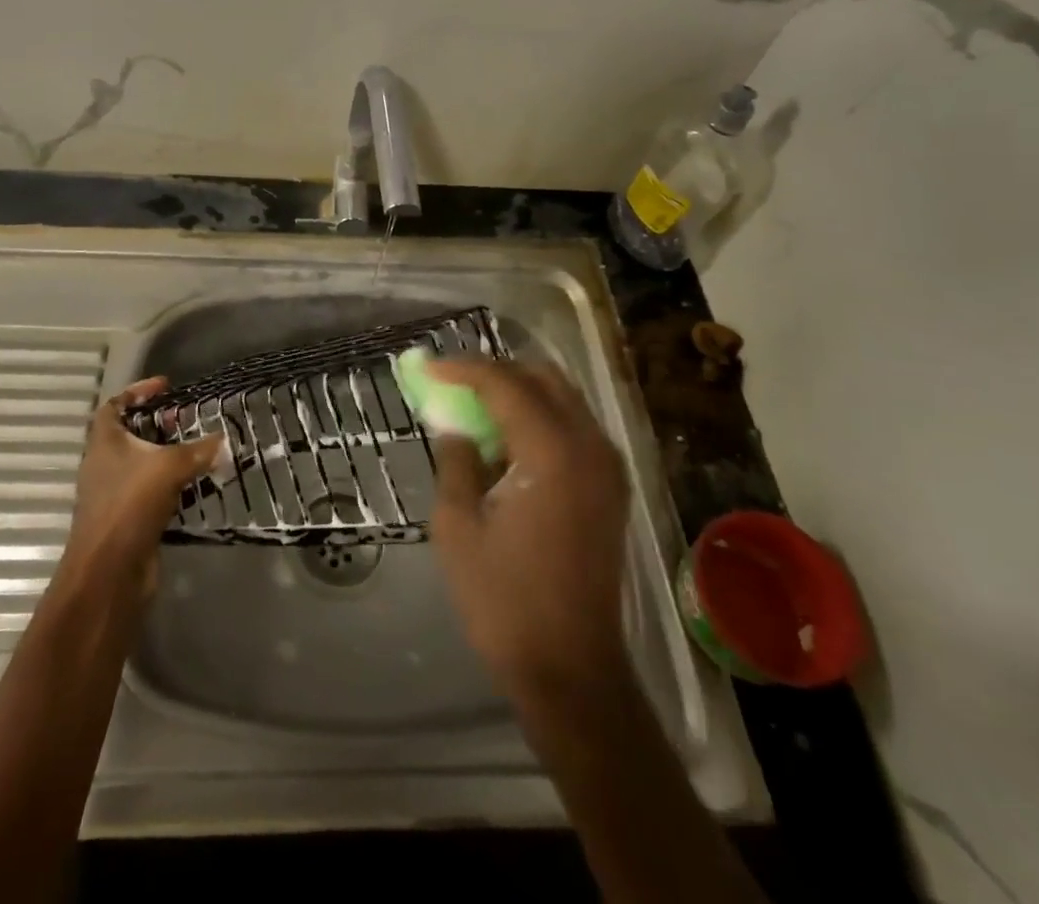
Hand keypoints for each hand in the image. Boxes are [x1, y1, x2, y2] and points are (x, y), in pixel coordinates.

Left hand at [62, 378, 223, 591]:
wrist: (109, 572)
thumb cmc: (129, 506)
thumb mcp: (168, 468)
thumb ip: (198, 451)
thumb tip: (223, 440)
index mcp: (104, 442)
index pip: (114, 405)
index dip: (137, 391)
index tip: (165, 386)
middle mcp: (104, 464)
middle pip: (130, 434)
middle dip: (158, 424)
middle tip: (186, 420)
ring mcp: (114, 493)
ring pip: (142, 464)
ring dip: (166, 455)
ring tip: (197, 448)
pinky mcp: (128, 519)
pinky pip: (151, 491)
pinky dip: (171, 484)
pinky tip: (195, 484)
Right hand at [428, 359, 631, 699]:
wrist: (571, 670)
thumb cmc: (504, 601)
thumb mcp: (457, 525)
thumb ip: (456, 460)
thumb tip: (455, 426)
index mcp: (551, 452)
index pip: (504, 382)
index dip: (461, 368)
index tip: (426, 367)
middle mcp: (590, 446)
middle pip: (542, 378)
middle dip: (495, 372)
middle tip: (453, 384)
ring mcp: (608, 467)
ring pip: (562, 398)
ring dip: (519, 392)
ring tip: (475, 408)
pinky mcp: (611, 488)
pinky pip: (574, 427)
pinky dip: (540, 417)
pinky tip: (507, 442)